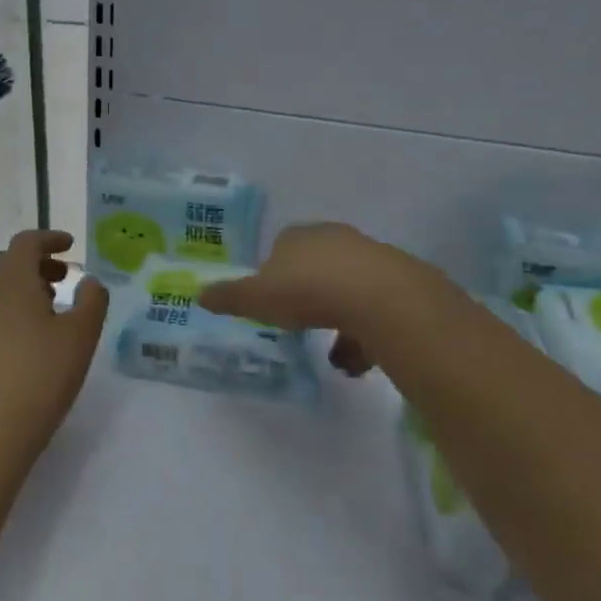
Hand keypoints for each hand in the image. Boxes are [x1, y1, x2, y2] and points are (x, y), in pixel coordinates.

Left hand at [0, 231, 108, 461]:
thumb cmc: (41, 374)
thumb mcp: (81, 336)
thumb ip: (91, 301)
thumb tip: (89, 280)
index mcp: (12, 280)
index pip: (26, 242)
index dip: (49, 239)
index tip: (71, 245)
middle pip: (8, 262)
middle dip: (36, 262)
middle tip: (63, 277)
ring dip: (25, 287)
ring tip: (53, 308)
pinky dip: (14, 309)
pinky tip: (34, 338)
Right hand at [199, 222, 421, 376]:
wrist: (381, 298)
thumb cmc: (308, 291)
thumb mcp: (256, 298)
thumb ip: (228, 297)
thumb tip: (199, 294)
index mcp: (298, 237)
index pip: (281, 246)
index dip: (274, 273)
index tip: (271, 300)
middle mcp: (334, 239)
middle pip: (316, 265)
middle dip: (308, 294)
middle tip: (298, 324)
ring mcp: (371, 258)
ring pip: (348, 289)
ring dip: (339, 319)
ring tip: (333, 357)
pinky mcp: (401, 282)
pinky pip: (376, 309)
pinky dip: (365, 333)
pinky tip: (359, 363)